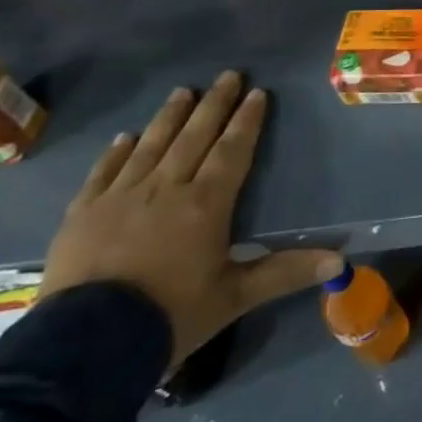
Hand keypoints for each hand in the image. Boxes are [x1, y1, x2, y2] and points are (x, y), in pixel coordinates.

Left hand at [42, 71, 340, 368]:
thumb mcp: (235, 297)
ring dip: (169, 117)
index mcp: (206, 204)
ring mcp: (119, 198)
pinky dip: (116, 152)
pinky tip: (126, 137)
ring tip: (183, 91)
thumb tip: (339, 259)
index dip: (246, 121)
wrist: (83, 346)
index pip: (232, 151)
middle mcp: (165, 189)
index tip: (257, 93)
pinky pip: (103, 173)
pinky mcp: (82, 215)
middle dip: (214, 105)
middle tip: (228, 75)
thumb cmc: (170, 316)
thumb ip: (286, 272)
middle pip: (194, 137)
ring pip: (151, 146)